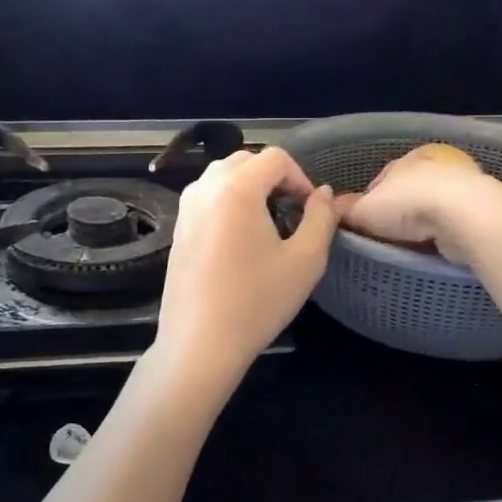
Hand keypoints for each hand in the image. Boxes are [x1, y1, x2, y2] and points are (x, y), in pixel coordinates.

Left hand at [155, 147, 337, 381]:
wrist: (200, 343)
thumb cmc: (257, 301)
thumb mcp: (305, 260)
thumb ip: (322, 218)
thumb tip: (324, 194)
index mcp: (237, 188)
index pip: (275, 158)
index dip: (300, 176)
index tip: (310, 209)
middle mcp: (206, 188)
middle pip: (246, 161)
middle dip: (273, 178)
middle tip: (291, 211)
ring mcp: (186, 208)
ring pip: (222, 177)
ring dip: (249, 187)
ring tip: (267, 223)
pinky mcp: (178, 229)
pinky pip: (207, 198)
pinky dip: (228, 202)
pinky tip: (240, 240)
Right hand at [334, 153, 501, 264]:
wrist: (466, 214)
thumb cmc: (408, 205)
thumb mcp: (365, 210)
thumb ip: (346, 210)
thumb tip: (330, 208)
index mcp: (404, 159)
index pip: (380, 180)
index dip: (369, 202)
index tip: (364, 224)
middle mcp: (433, 165)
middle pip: (407, 192)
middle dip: (397, 212)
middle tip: (386, 237)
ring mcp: (459, 184)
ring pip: (432, 206)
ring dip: (422, 223)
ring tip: (410, 246)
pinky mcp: (478, 206)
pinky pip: (451, 221)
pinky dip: (442, 232)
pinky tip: (435, 247)